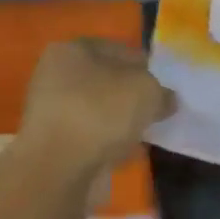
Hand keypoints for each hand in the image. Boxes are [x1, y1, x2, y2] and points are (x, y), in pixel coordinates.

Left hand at [18, 39, 173, 176]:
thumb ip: (161, 91)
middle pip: (106, 81)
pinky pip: (93, 137)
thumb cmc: (101, 113)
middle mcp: (55, 76)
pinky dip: (111, 143)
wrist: (60, 169)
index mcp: (71, 50)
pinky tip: (131, 152)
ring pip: (99, 111)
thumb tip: (166, 100)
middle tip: (159, 109)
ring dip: (122, 121)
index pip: (117, 49)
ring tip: (149, 133)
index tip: (166, 84)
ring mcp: (52, 112)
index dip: (145, 65)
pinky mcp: (55, 145)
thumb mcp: (146, 91)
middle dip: (133, 95)